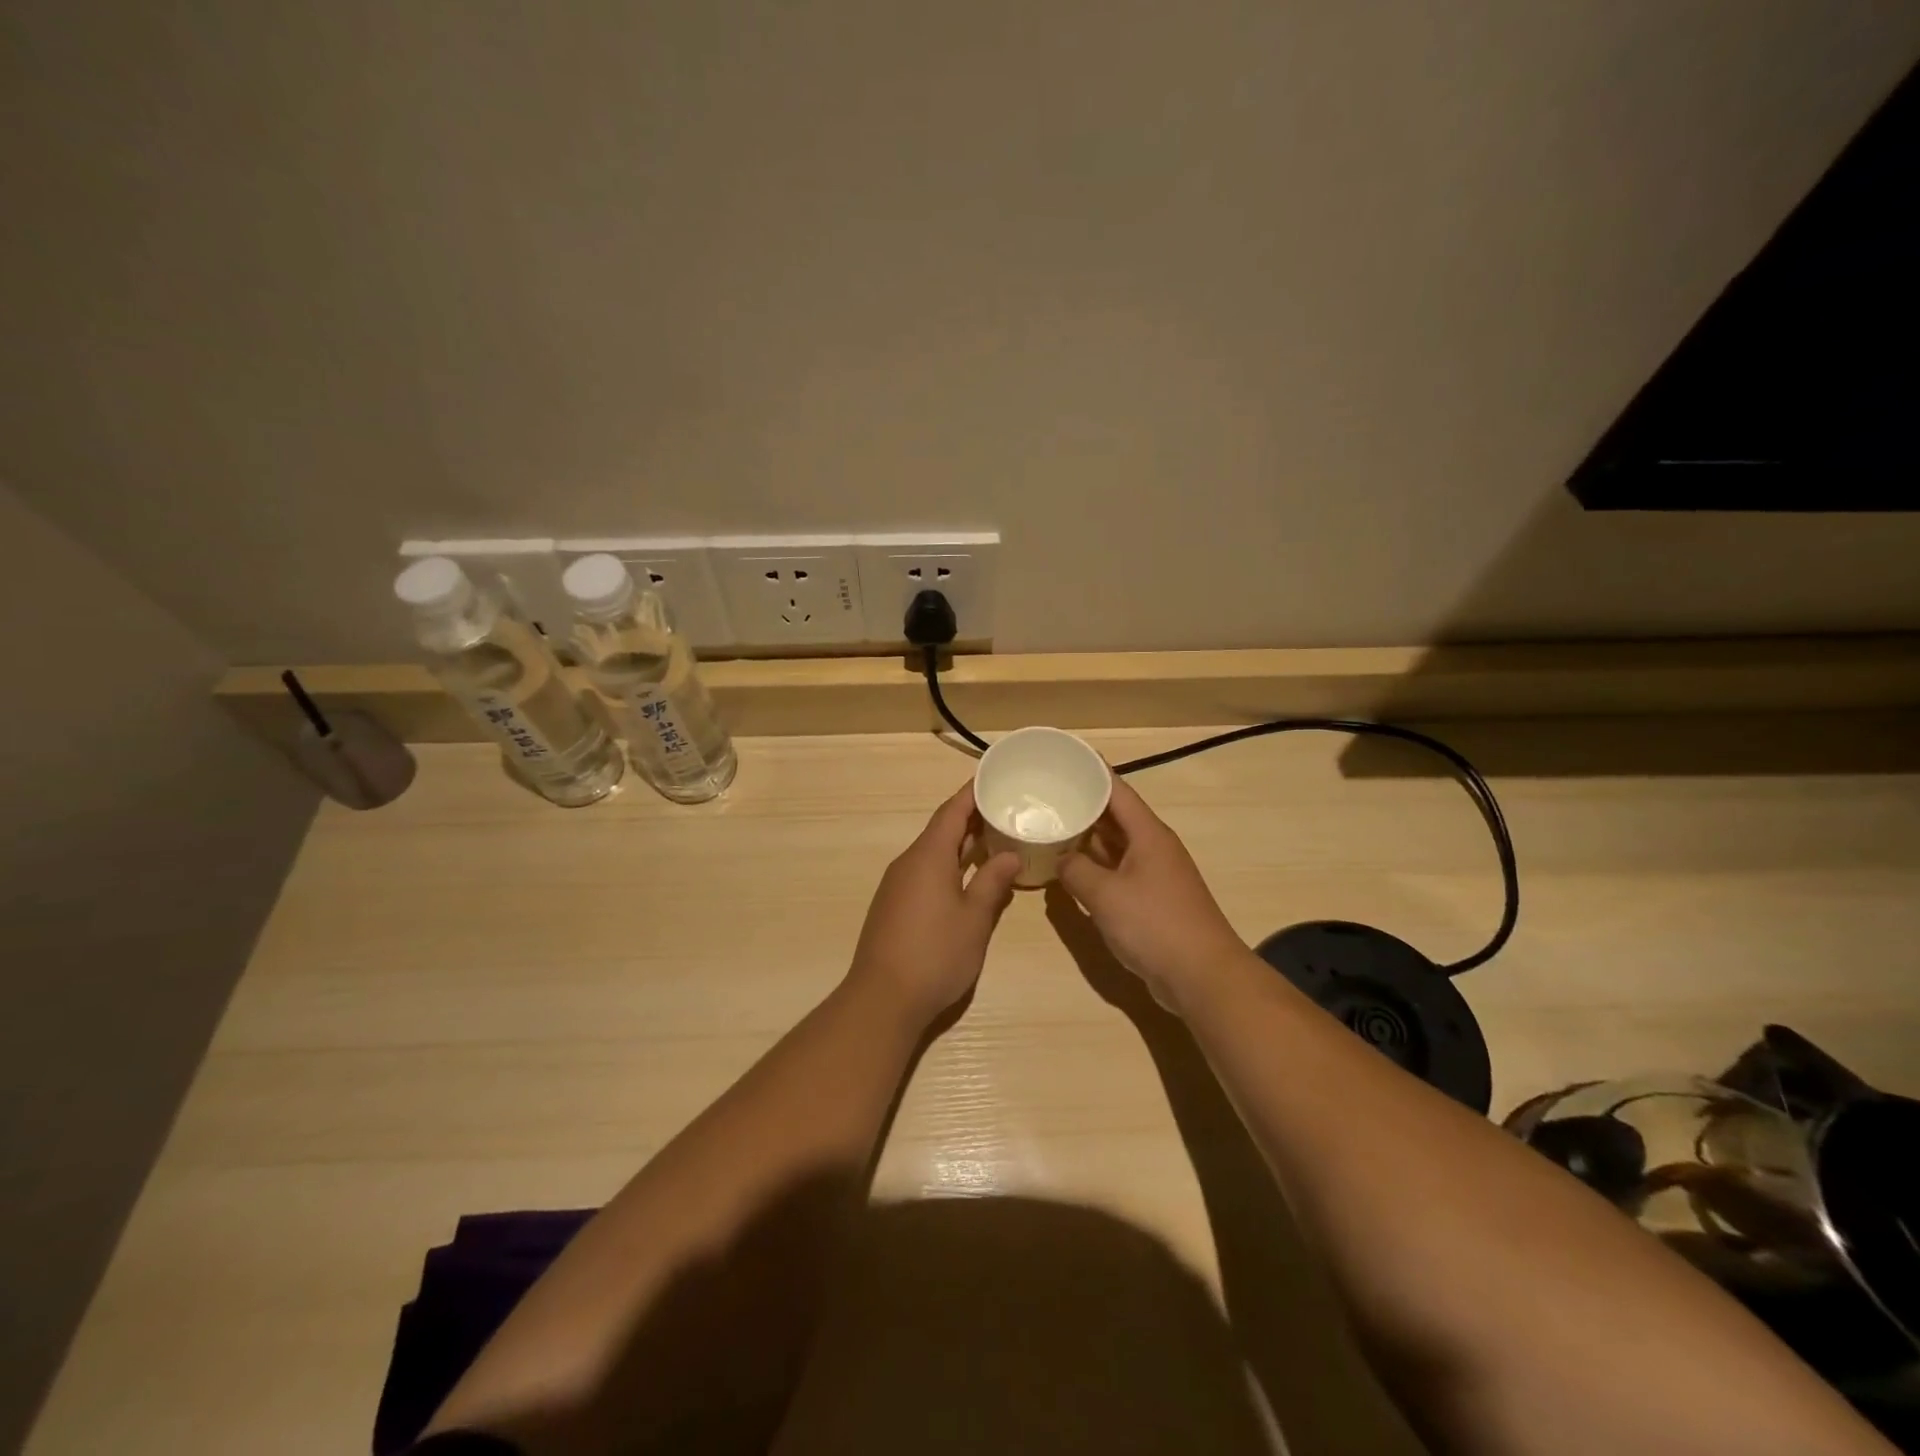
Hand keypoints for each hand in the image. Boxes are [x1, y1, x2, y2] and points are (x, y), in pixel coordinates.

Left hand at [845, 784, 1022, 1029]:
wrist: (882, 998)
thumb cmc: (935, 954)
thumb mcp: (974, 918)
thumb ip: (992, 882)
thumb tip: (1010, 854)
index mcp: (928, 856)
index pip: (952, 811)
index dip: (972, 793)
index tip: (995, 779)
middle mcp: (909, 862)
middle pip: (942, 829)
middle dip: (972, 819)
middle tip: (1007, 811)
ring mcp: (897, 884)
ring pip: (933, 852)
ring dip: (962, 844)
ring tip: (995, 841)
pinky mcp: (894, 905)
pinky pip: (925, 872)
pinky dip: (949, 866)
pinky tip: (969, 879)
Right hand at [1057, 777, 1247, 1013]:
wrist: (1202, 976)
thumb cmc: (1155, 925)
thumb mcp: (1105, 895)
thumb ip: (1076, 871)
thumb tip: (1061, 859)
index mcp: (1148, 834)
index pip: (1117, 790)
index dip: (1092, 771)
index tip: (1064, 757)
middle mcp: (1153, 847)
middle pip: (1115, 815)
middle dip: (1083, 804)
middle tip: (1046, 794)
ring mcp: (1154, 874)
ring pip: (1114, 845)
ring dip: (1086, 837)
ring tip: (1051, 826)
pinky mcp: (1151, 899)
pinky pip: (1117, 871)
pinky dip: (1094, 866)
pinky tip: (1070, 870)